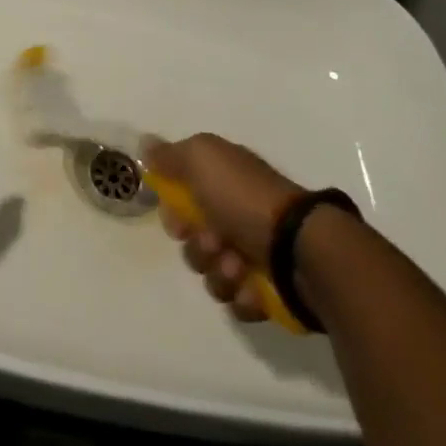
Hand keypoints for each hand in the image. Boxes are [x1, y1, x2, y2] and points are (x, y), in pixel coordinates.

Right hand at [145, 133, 305, 323]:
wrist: (300, 249)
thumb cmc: (245, 199)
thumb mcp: (202, 159)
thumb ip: (170, 155)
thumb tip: (145, 145)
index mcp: (224, 183)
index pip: (183, 199)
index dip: (174, 213)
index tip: (179, 221)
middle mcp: (237, 216)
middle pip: (194, 241)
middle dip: (197, 247)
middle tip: (213, 242)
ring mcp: (255, 254)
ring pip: (211, 274)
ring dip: (219, 272)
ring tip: (238, 267)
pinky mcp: (268, 290)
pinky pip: (236, 301)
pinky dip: (242, 295)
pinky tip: (253, 286)